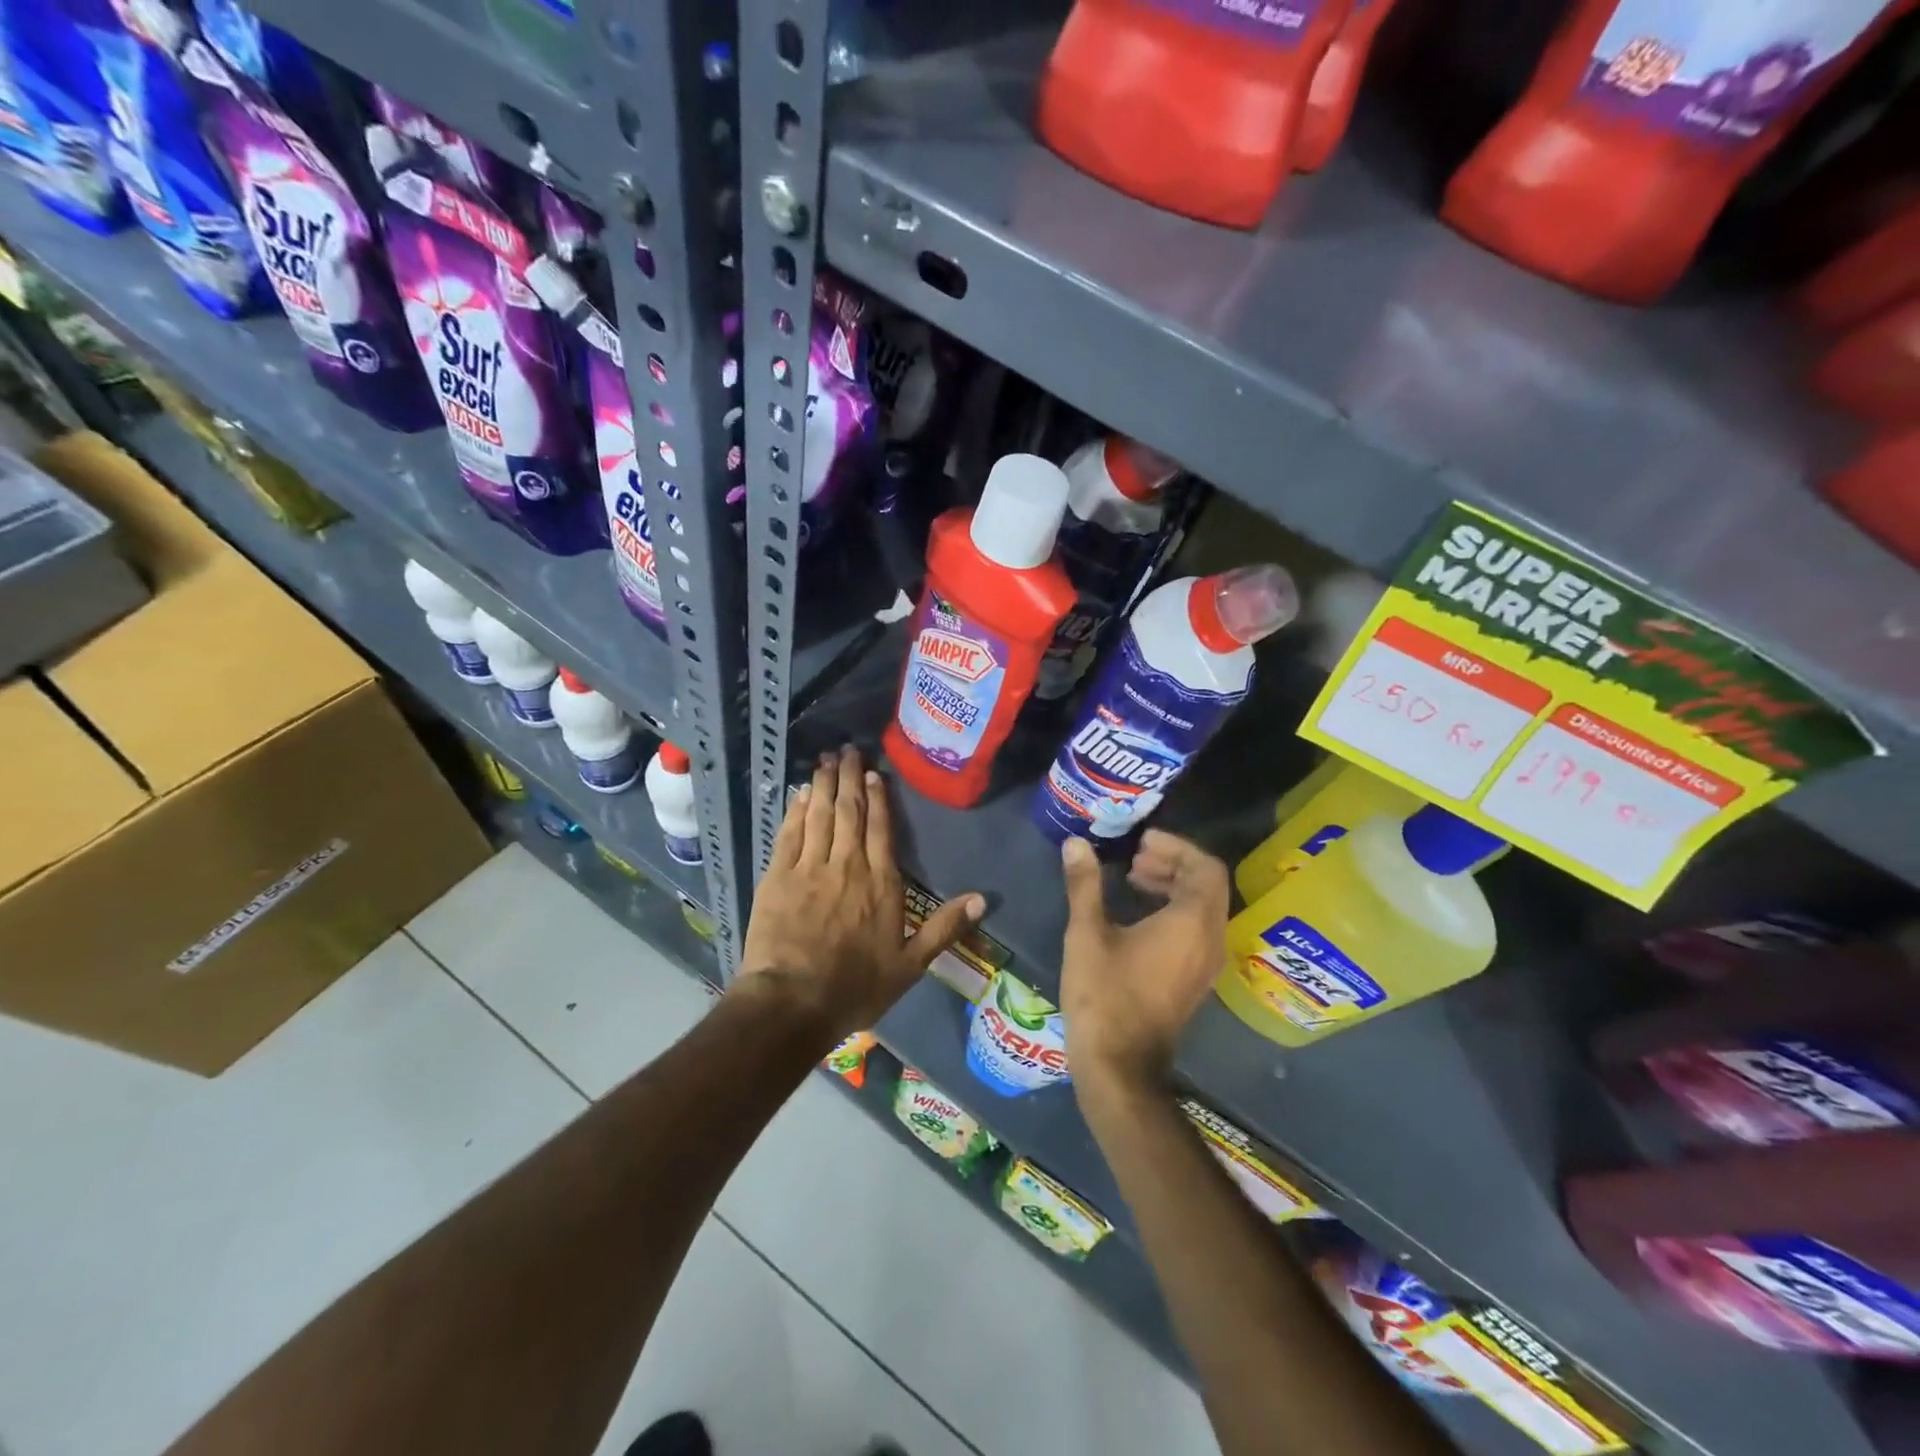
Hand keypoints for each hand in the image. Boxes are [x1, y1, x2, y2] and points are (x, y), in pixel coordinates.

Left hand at [737, 747, 984, 1041]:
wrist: (793, 1002)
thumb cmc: (855, 987)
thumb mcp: (910, 965)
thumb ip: (945, 928)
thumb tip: (983, 899)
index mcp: (881, 883)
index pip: (881, 829)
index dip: (877, 798)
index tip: (872, 773)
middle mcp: (847, 866)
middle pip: (849, 812)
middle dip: (848, 778)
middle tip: (847, 749)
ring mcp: (810, 868)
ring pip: (819, 815)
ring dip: (823, 785)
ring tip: (825, 760)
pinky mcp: (778, 876)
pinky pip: (790, 833)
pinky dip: (796, 810)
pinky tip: (800, 794)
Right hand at [1059, 831, 1228, 1096]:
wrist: (1119, 1065)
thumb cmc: (1104, 994)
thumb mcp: (1087, 934)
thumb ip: (1085, 884)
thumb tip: (1075, 843)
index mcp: (1191, 923)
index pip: (1205, 867)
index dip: (1177, 846)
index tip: (1142, 841)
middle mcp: (1210, 940)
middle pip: (1208, 885)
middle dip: (1175, 862)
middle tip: (1136, 855)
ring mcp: (1207, 964)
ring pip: (1204, 908)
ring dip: (1175, 885)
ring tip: (1134, 877)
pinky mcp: (1196, 980)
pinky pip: (1198, 929)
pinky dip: (1176, 909)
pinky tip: (1140, 914)